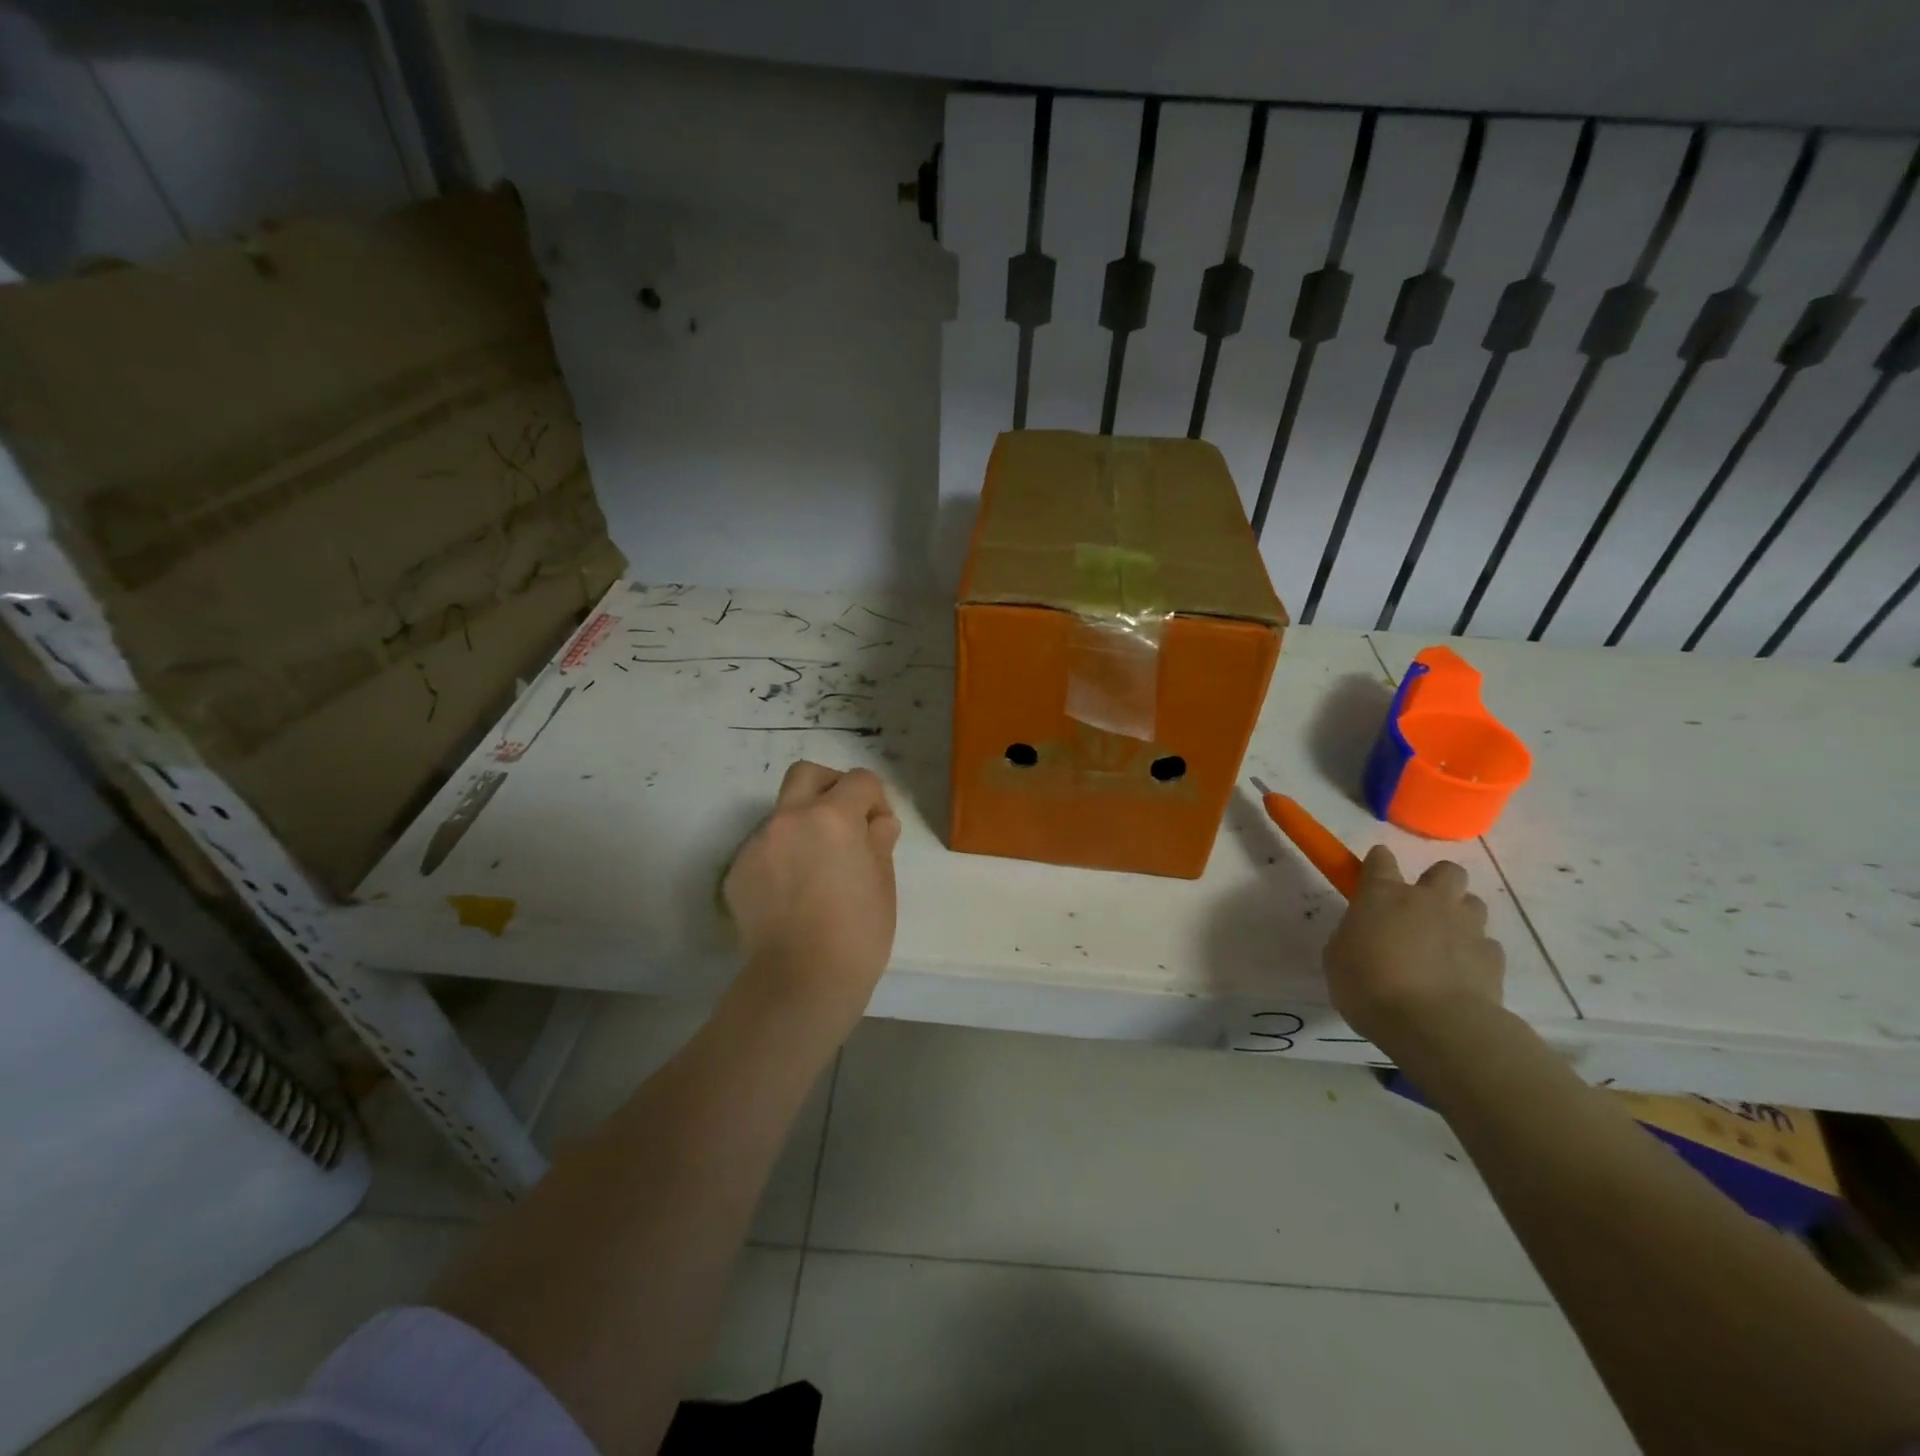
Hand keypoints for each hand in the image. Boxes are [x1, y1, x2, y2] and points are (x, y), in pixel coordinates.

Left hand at [724, 761, 901, 1027]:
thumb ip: (879, 841)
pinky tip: (793, 892)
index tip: (879, 830)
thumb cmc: (857, 934)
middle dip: (831, 786)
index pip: (860, 781)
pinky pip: (765, 847)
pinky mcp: (738, 871)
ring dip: (804, 825)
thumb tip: (877, 822)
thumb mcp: (883, 883)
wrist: (800, 981)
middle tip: (845, 820)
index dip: (876, 800)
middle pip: (807, 774)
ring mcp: (758, 843)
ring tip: (817, 868)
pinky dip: (782, 855)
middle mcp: (790, 818)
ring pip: (783, 813)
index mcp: (832, 817)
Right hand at [1323, 846, 1504, 1050]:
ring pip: (1472, 904)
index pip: (1380, 859)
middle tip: (1422, 909)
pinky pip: (1486, 945)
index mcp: (1383, 895)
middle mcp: (1429, 901)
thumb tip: (1365, 935)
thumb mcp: (1338, 958)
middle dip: (1437, 883)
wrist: (1434, 1025)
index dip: (1377, 864)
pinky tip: (1461, 975)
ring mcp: (1466, 927)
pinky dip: (1474, 954)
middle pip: (1446, 871)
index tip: (1373, 878)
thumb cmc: (1369, 986)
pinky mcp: (1493, 958)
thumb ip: (1353, 936)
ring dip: (1459, 916)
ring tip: (1445, 943)